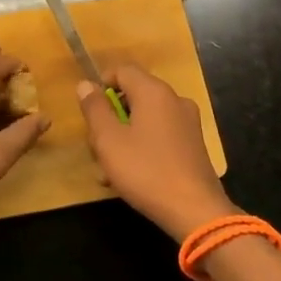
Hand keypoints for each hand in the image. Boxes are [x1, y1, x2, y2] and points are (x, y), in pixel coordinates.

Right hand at [75, 64, 233, 242]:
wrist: (194, 210)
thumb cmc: (145, 170)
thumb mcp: (108, 140)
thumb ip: (95, 109)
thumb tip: (86, 84)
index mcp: (154, 92)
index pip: (123, 70)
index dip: (101, 84)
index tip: (89, 111)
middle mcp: (175, 100)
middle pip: (134, 95)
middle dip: (111, 117)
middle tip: (96, 146)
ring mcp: (188, 123)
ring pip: (146, 118)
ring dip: (123, 137)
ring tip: (109, 170)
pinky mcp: (193, 145)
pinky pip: (160, 134)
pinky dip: (143, 147)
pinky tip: (132, 176)